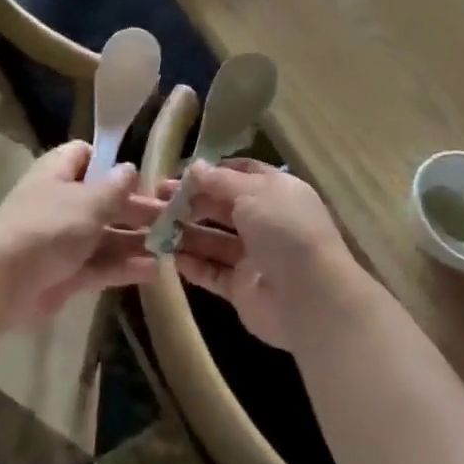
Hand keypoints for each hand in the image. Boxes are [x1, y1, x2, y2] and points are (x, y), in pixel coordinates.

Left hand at [0, 142, 160, 324]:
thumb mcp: (90, 201)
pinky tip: (154, 271)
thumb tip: (130, 168)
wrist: (2, 284)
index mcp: (58, 173)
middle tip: (170, 217)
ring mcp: (62, 240)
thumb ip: (116, 186)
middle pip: (103, 199)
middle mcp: (60, 202)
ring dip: (134, 240)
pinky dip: (123, 267)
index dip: (111, 161)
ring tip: (170, 246)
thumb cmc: (49, 228)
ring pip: (104, 235)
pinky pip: (99, 265)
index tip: (141, 175)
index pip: (85, 155)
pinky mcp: (65, 273)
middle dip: (135, 208)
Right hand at [172, 160, 364, 348]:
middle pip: (222, 207)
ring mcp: (254, 256)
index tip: (181, 172)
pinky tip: (167, 255)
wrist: (310, 296)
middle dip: (191, 201)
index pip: (242, 173)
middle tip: (156, 198)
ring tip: (153, 225)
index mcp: (277, 192)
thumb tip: (195, 167)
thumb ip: (220, 181)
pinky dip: (191, 264)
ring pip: (214, 240)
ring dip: (186, 232)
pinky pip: (212, 272)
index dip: (213, 171)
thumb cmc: (284, 230)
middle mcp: (266, 221)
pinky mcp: (242, 287)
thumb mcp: (252, 192)